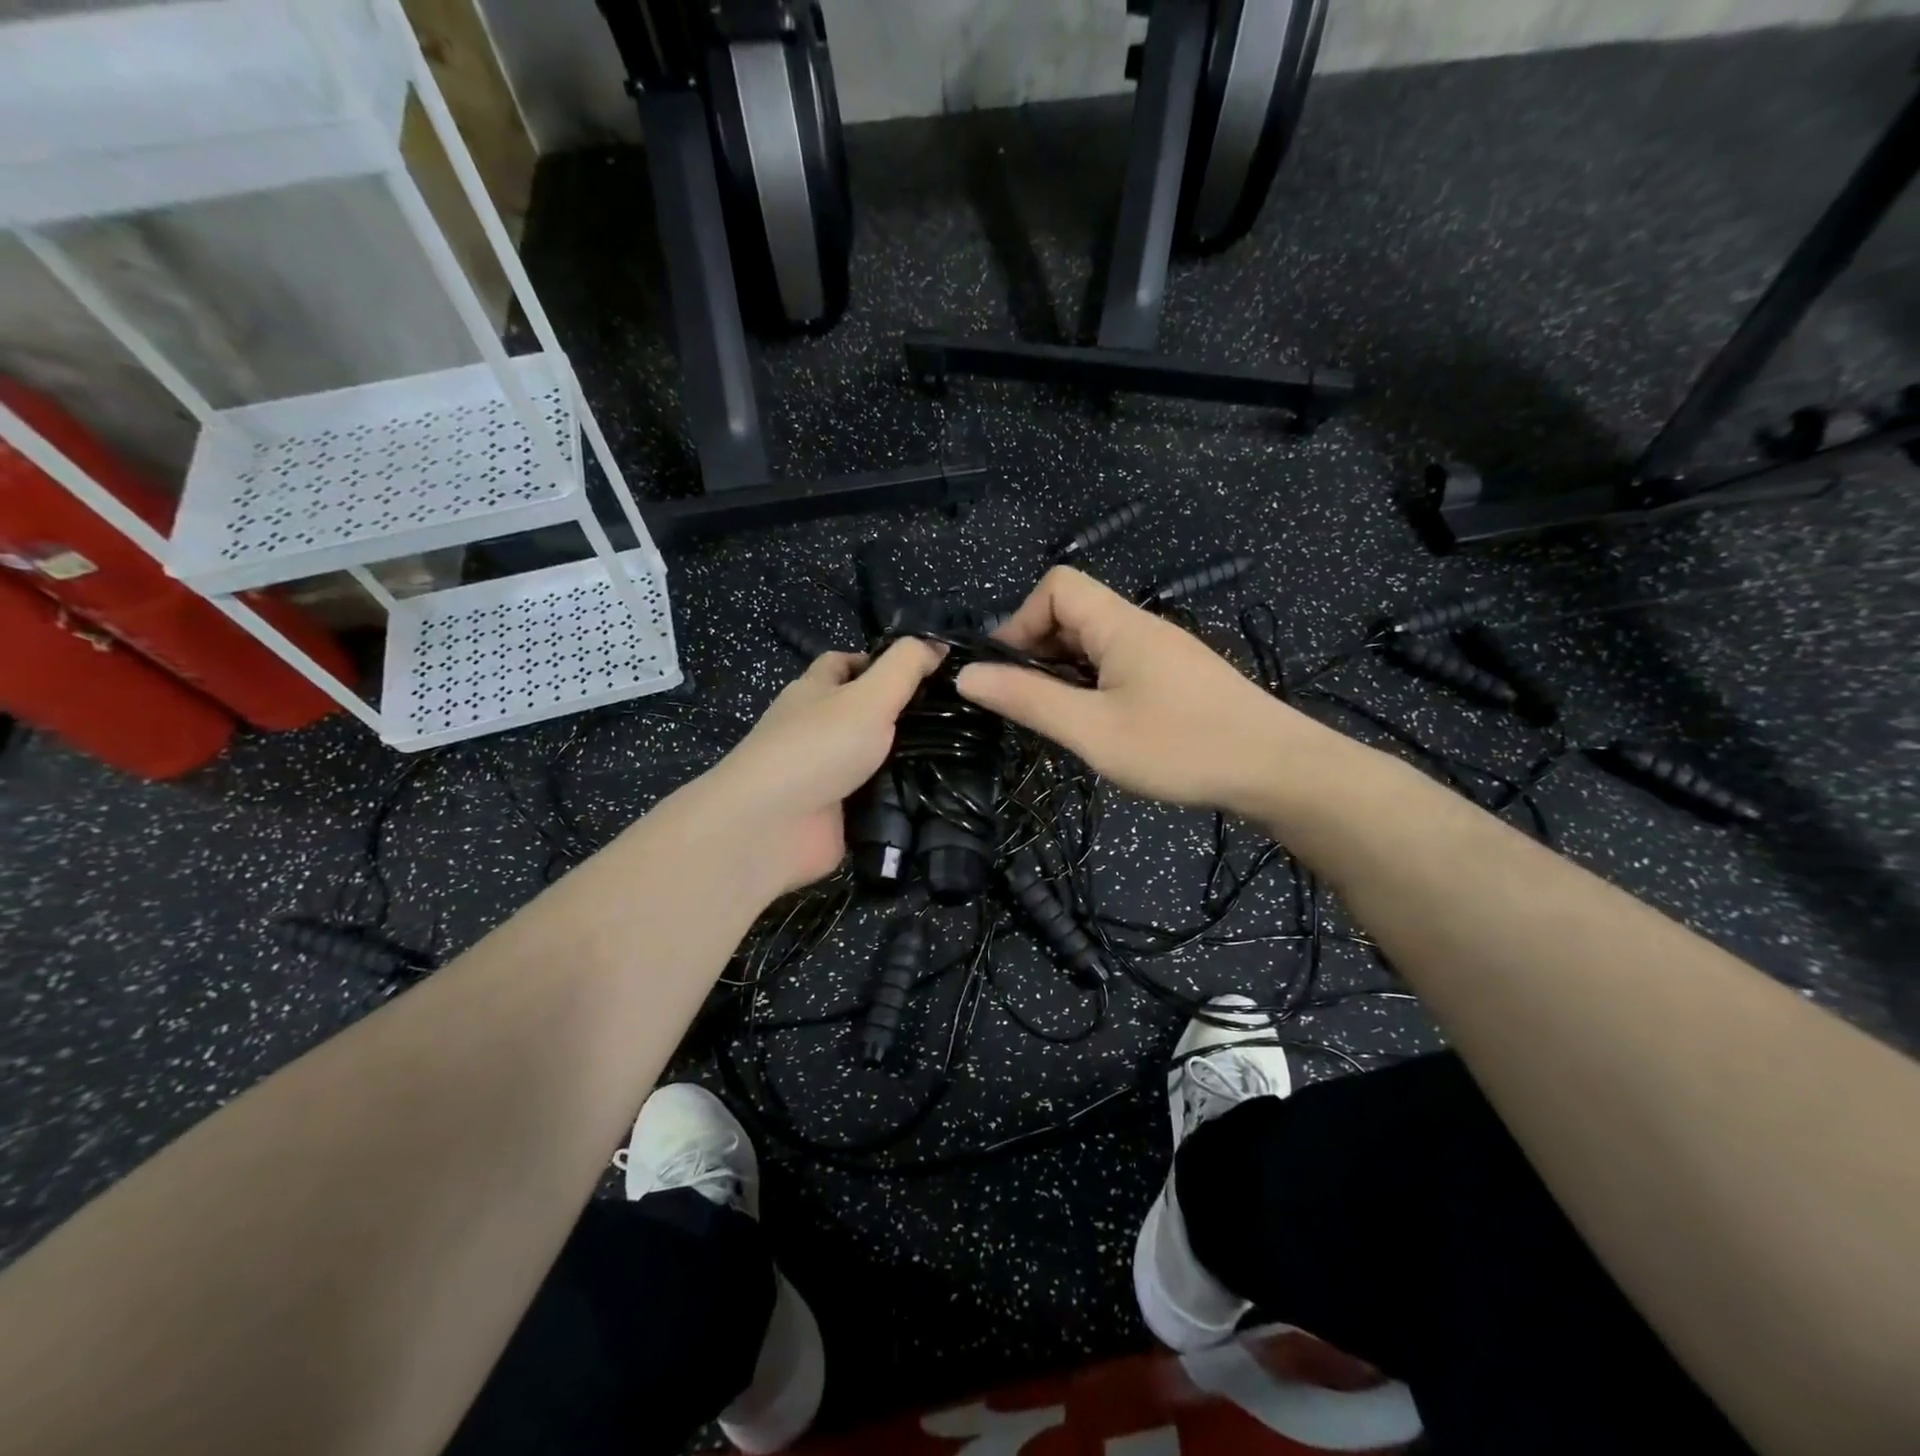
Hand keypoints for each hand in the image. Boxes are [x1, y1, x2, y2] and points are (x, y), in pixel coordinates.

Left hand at [687, 639, 943, 896]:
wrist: (772, 827)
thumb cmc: (818, 747)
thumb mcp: (869, 695)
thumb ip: (905, 667)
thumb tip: (938, 645)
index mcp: (815, 691)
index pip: (845, 664)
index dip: (882, 661)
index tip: (929, 671)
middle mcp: (818, 729)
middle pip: (865, 713)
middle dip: (906, 714)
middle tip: (959, 716)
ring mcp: (827, 774)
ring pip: (876, 759)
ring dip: (911, 759)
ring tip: (965, 754)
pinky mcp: (837, 814)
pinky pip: (877, 800)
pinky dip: (903, 798)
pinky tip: (944, 794)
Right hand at [955, 567, 1326, 812]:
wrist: (1279, 770)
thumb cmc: (1181, 747)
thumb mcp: (1092, 730)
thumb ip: (1028, 700)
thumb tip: (966, 675)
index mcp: (1120, 625)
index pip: (1058, 586)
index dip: (1022, 619)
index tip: (1009, 671)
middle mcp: (1141, 627)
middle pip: (1073, 612)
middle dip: (1038, 650)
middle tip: (1029, 704)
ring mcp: (1163, 652)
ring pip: (1095, 643)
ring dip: (1065, 672)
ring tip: (1060, 719)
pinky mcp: (1176, 677)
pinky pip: (1119, 664)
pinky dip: (1093, 684)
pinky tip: (1099, 724)